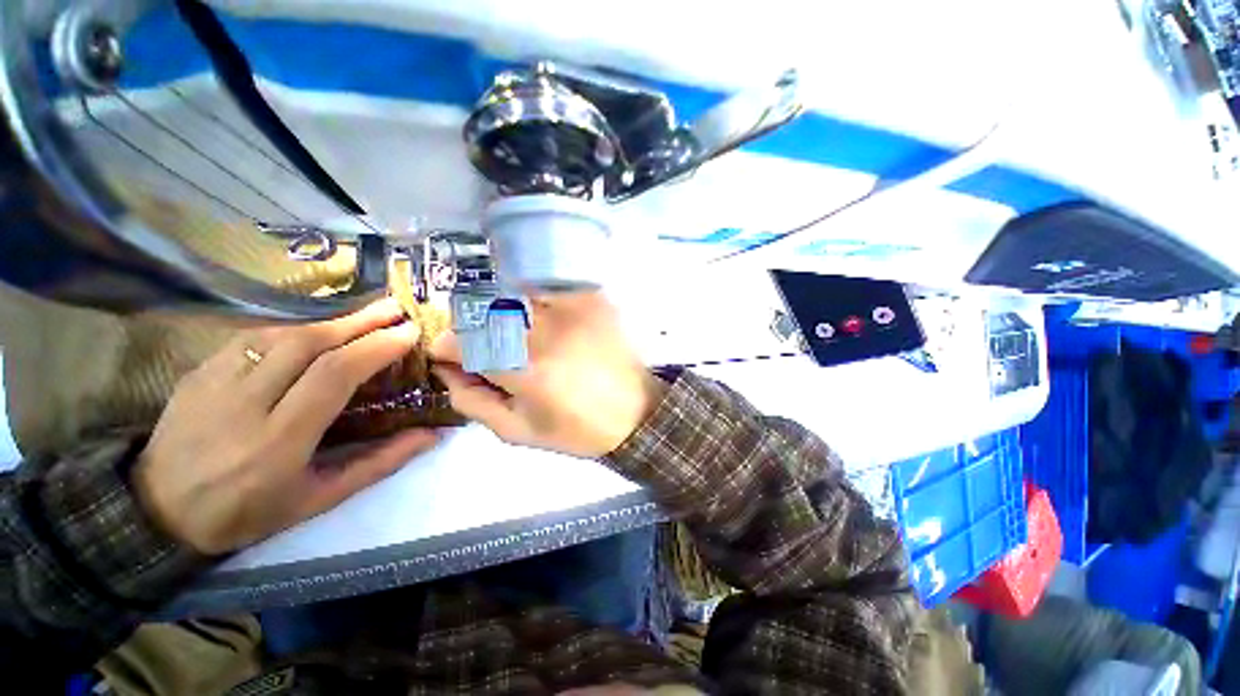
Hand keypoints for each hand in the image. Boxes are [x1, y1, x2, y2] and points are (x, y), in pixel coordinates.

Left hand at [135, 299, 438, 555]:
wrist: (157, 512)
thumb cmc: (246, 512)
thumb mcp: (319, 499)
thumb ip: (379, 463)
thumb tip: (431, 436)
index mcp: (279, 440)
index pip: (333, 376)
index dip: (375, 348)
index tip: (408, 333)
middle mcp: (245, 403)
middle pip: (308, 344)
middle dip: (359, 321)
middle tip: (395, 309)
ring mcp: (215, 382)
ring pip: (281, 335)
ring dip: (331, 321)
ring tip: (365, 315)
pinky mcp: (198, 372)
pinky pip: (253, 338)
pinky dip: (294, 329)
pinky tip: (315, 331)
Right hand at [429, 292, 666, 457]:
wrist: (636, 411)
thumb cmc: (577, 429)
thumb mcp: (518, 431)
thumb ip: (472, 401)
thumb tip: (447, 371)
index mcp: (525, 369)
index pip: (459, 340)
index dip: (445, 347)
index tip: (451, 357)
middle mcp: (545, 330)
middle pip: (480, 311)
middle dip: (471, 332)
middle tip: (486, 353)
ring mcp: (570, 307)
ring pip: (510, 296)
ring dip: (500, 317)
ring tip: (519, 341)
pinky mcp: (589, 298)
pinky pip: (544, 290)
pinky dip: (532, 305)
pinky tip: (547, 327)